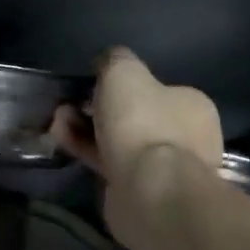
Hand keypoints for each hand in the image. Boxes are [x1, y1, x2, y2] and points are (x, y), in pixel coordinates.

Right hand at [53, 48, 222, 249]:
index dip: (119, 85)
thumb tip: (108, 63)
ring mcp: (165, 166)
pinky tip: (61, 140)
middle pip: (132, 115)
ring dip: (84, 128)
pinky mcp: (141, 189)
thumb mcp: (124, 71)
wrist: (149, 189)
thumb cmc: (142, 122)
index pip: (155, 88)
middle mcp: (186, 135)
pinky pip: (108, 162)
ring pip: (117, 139)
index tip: (90, 85)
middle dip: (95, 108)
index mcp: (192, 104)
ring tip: (56, 122)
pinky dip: (85, 149)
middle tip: (68, 105)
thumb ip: (115, 60)